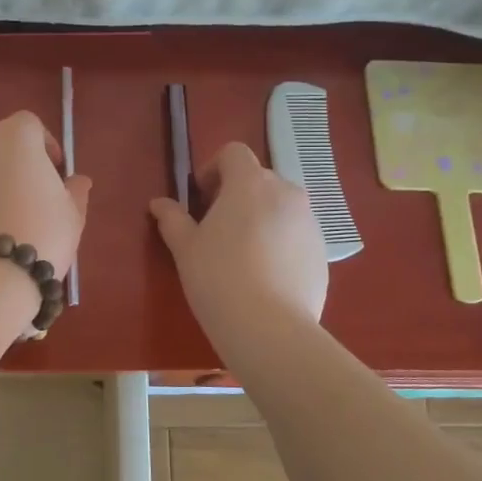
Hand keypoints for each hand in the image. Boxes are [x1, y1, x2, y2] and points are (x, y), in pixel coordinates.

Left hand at [0, 111, 92, 281]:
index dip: (45, 146)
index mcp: (14, 136)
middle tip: (33, 195)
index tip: (56, 173)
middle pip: (1, 143)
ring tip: (8, 216)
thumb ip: (75, 190)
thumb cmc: (42, 232)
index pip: (30, 125)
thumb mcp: (72, 213)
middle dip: (18, 162)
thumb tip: (78, 181)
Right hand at [149, 142, 327, 338]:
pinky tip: (265, 276)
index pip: (234, 153)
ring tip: (243, 254)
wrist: (270, 328)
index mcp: (250, 183)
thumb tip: (159, 203)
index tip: (201, 198)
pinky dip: (280, 242)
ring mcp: (310, 222)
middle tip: (217, 227)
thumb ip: (172, 219)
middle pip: (259, 179)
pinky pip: (296, 234)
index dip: (214, 169)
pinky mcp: (322, 252)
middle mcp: (286, 193)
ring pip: (280, 207)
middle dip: (237, 195)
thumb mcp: (185, 248)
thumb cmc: (218, 278)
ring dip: (260, 218)